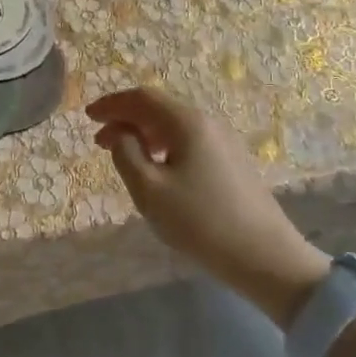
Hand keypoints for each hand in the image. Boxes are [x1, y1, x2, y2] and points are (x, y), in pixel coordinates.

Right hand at [87, 86, 329, 325]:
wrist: (267, 258)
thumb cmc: (201, 222)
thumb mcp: (149, 190)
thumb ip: (126, 154)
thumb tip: (123, 134)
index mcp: (187, 123)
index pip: (142, 98)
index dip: (112, 104)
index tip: (88, 116)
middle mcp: (208, 123)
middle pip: (159, 109)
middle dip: (125, 119)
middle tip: (99, 141)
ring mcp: (224, 142)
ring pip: (174, 126)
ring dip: (144, 134)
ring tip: (124, 155)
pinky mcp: (232, 162)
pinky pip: (189, 141)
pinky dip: (163, 145)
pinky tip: (156, 168)